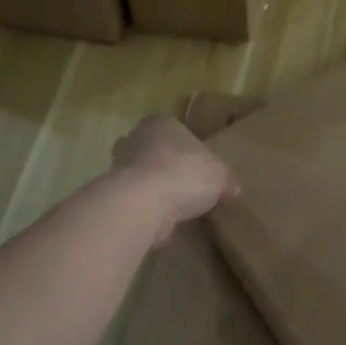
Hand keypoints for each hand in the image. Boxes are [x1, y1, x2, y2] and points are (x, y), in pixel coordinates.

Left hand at [112, 116, 238, 245]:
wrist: (143, 202)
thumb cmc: (184, 173)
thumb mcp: (220, 175)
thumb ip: (226, 179)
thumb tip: (232, 188)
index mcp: (162, 123)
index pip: (176, 130)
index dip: (189, 149)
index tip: (200, 167)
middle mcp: (135, 138)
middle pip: (155, 151)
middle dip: (168, 167)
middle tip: (188, 187)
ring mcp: (119, 166)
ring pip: (143, 176)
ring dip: (156, 189)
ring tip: (178, 208)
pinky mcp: (112, 194)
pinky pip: (136, 199)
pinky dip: (147, 208)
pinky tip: (163, 221)